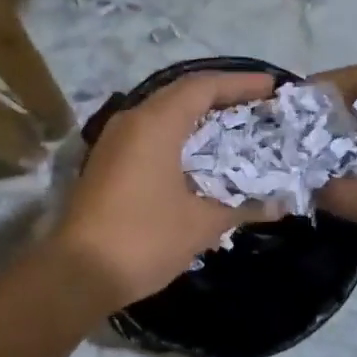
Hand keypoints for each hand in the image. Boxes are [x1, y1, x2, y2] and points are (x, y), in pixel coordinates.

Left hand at [55, 71, 275, 307]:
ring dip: (199, 116)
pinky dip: (180, 136)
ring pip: (164, 113)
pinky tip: (200, 157)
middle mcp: (132, 121)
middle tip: (258, 107)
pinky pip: (150, 134)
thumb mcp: (200, 224)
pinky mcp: (107, 163)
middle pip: (183, 94)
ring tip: (234, 128)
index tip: (272, 87)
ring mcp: (115, 141)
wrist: (77, 272)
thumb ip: (242, 207)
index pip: (203, 86)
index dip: (240, 83)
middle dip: (222, 96)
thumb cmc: (143, 239)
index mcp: (156, 123)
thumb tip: (280, 205)